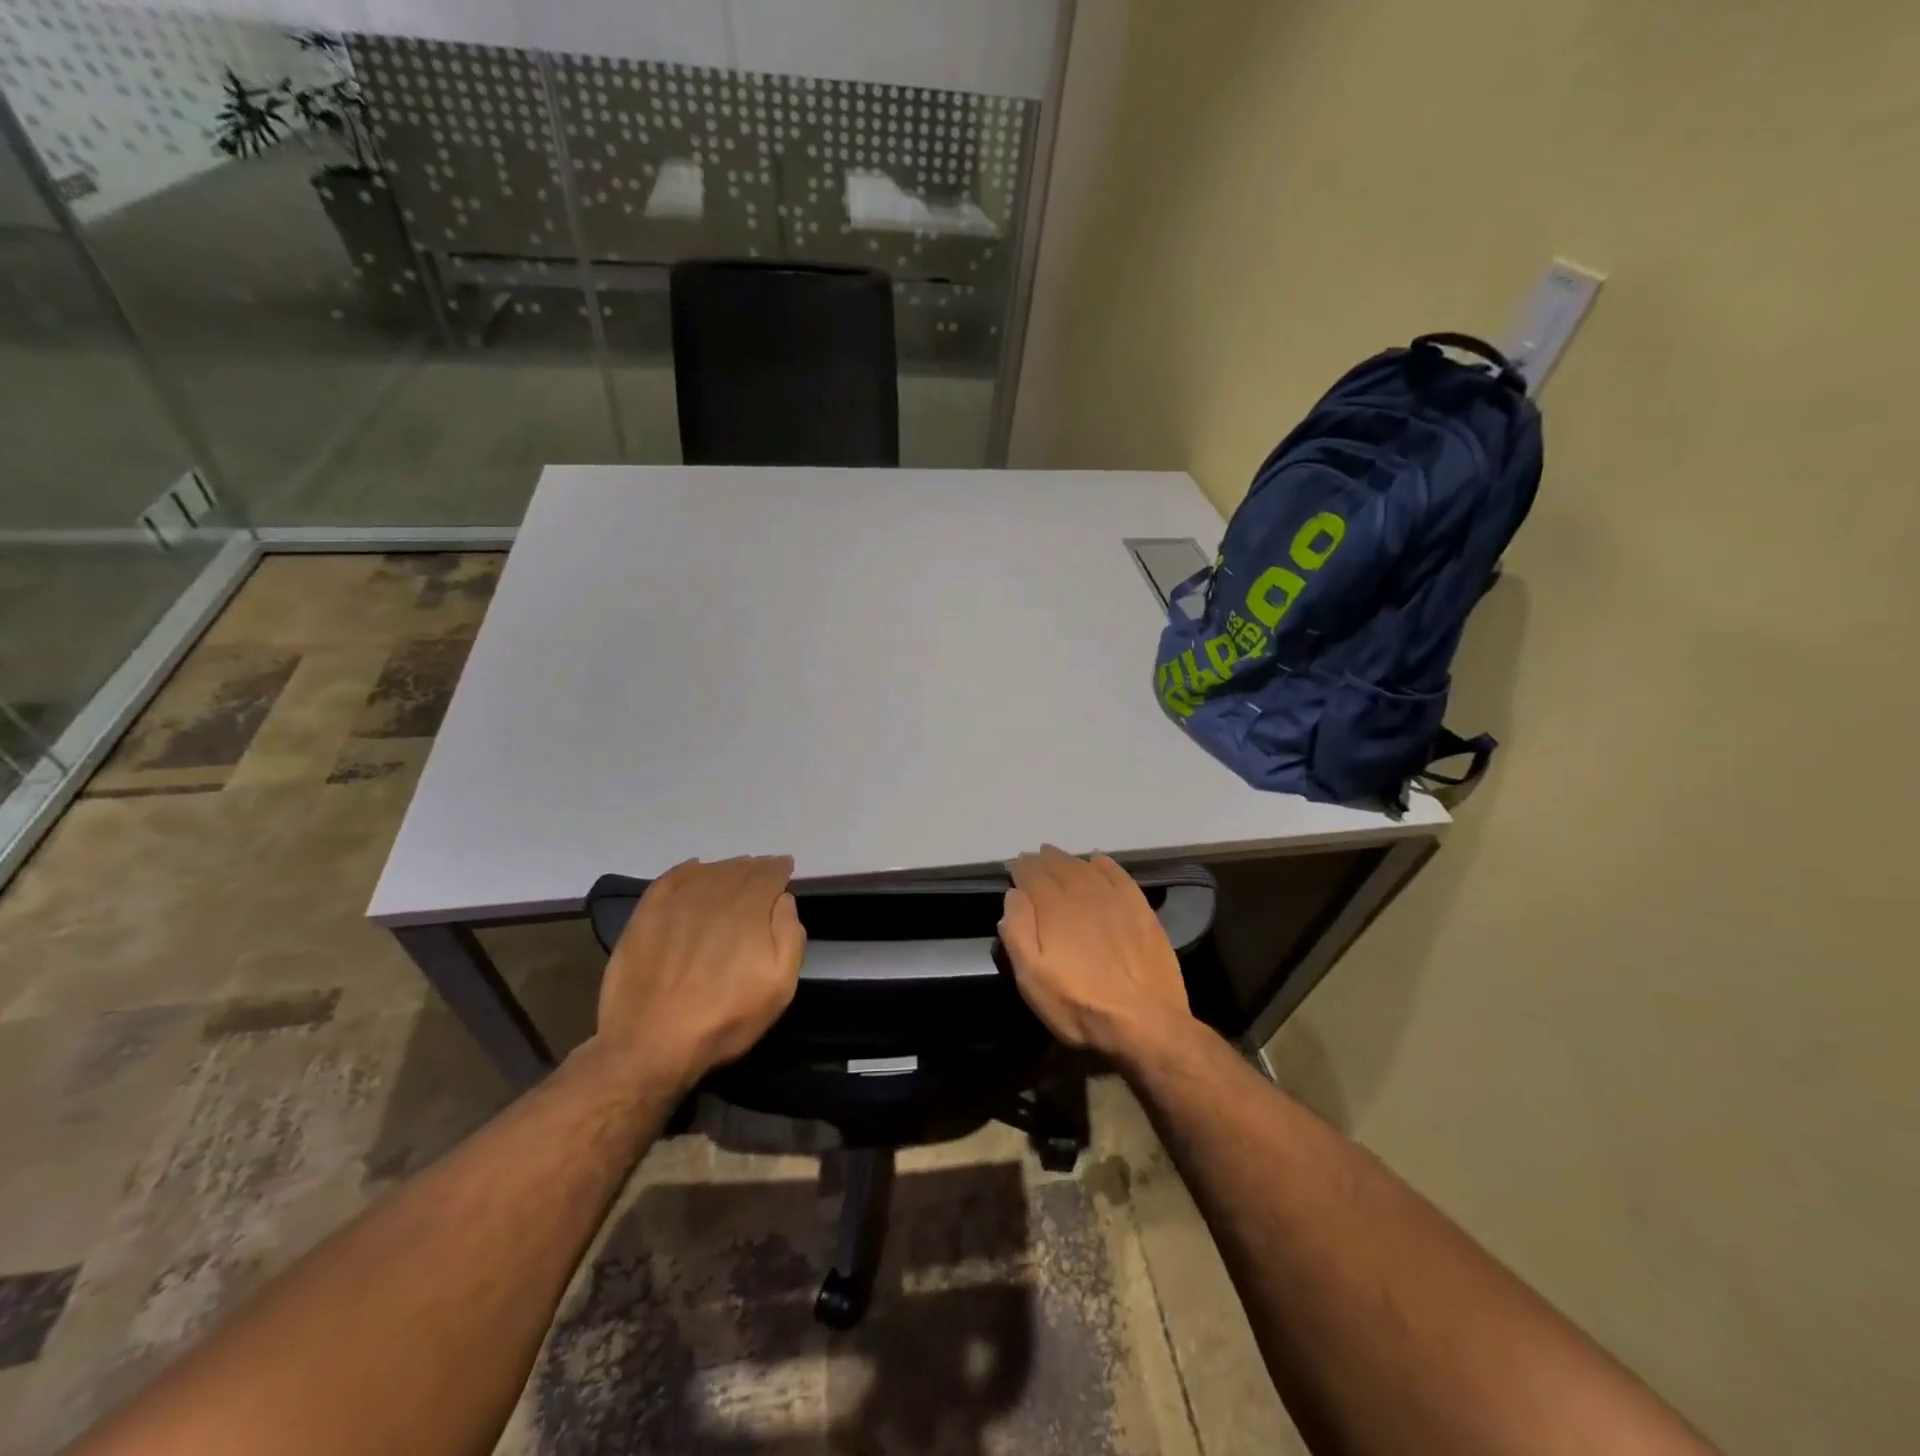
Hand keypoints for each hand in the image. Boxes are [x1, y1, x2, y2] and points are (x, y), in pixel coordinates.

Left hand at [596, 856, 805, 1089]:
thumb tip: (783, 900)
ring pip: (709, 872)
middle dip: (755, 868)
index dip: (779, 869)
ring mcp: (676, 903)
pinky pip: (671, 879)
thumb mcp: (779, 987)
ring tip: (735, 873)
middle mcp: (714, 896)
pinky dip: (687, 870)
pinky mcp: (646, 915)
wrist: (650, 1045)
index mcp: (749, 910)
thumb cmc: (724, 1019)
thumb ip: (790, 936)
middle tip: (763, 872)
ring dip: (727, 868)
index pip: (768, 876)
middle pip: (739, 870)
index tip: (785, 868)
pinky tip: (695, 870)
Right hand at [998, 845, 1192, 1061]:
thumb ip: (1018, 932)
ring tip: (1057, 858)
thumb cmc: (1080, 1005)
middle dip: (1042, 861)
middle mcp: (1083, 894)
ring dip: (1068, 860)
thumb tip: (1014, 895)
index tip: (1013, 867)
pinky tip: (1097, 862)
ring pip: (1086, 867)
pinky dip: (1104, 864)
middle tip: (1033, 859)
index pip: (1032, 875)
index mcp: (1054, 908)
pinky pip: (1118, 875)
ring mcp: (1115, 899)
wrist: (1145, 1022)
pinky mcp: (1141, 909)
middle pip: (1059, 866)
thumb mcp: (1032, 978)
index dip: (1020, 868)